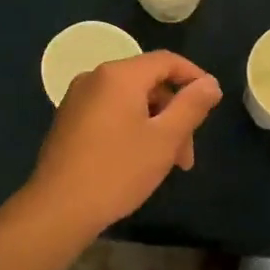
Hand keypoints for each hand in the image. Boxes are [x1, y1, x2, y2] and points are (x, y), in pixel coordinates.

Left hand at [27, 51, 222, 236]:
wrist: (58, 209)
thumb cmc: (117, 170)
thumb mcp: (165, 139)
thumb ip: (191, 106)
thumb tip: (210, 83)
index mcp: (119, 75)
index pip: (167, 61)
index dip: (194, 77)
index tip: (212, 104)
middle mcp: (95, 78)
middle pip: (148, 83)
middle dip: (174, 114)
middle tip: (186, 156)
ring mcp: (77, 99)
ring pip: (130, 102)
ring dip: (155, 127)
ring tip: (166, 165)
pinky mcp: (68, 121)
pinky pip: (110, 113)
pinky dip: (132, 129)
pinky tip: (138, 161)